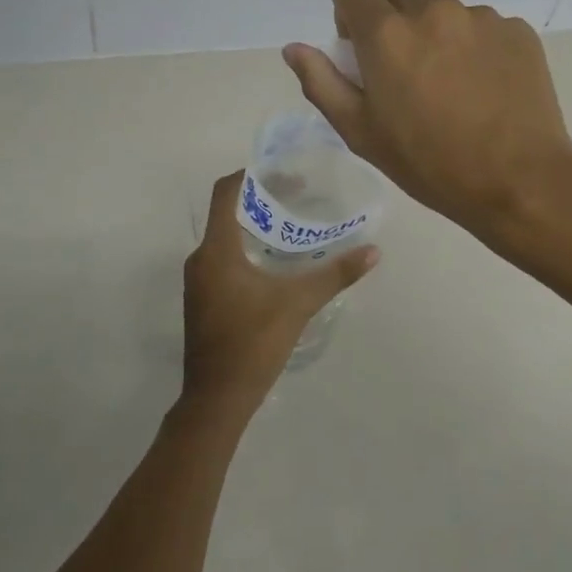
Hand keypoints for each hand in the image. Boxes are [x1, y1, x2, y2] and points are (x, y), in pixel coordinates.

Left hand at [181, 171, 378, 415]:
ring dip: (255, 226)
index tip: (284, 172)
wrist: (217, 398)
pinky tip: (275, 262)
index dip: (251, 175)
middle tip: (299, 196)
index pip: (225, 192)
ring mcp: (199, 281)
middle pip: (227, 212)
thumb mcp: (298, 304)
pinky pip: (223, 258)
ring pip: (225, 237)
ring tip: (291, 225)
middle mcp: (201, 258)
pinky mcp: (203, 299)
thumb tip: (373, 251)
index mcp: (216, 250)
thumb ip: (335, 274)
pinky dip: (247, 248)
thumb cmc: (253, 343)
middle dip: (261, 200)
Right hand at [283, 0, 571, 242]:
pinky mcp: (517, 30)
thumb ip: (322, 82)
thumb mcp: (361, 132)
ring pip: (442, 13)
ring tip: (452, 90)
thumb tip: (293, 47)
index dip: (348, 13)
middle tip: (406, 80)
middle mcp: (433, 10)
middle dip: (391, 29)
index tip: (360, 50)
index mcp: (387, 33)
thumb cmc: (429, 163)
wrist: (519, 181)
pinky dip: (474, 48)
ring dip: (435, 38)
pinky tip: (485, 90)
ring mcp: (481, 17)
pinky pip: (481, 27)